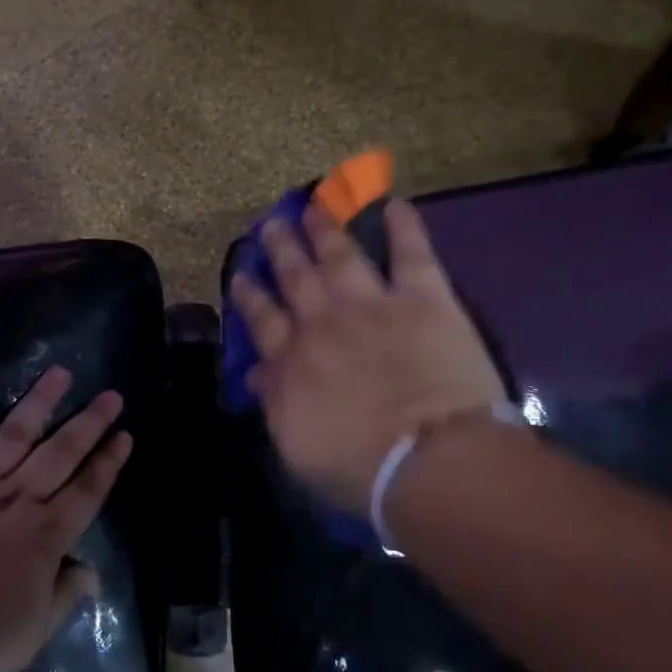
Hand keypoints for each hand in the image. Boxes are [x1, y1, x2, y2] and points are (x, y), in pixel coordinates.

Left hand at [0, 367, 132, 671]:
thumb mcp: (32, 633)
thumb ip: (63, 598)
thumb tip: (91, 574)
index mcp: (44, 536)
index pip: (86, 492)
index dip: (107, 464)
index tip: (124, 436)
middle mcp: (16, 500)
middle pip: (59, 454)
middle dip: (88, 424)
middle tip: (110, 396)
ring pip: (14, 434)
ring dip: (40, 403)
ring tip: (60, 374)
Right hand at [230, 198, 506, 511]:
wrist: (429, 458)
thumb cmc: (360, 467)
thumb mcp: (297, 445)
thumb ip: (275, 402)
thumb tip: (257, 372)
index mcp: (293, 359)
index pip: (264, 319)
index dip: (251, 295)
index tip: (242, 275)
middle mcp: (325, 321)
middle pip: (296, 277)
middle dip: (282, 248)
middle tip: (270, 224)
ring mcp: (373, 305)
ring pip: (342, 256)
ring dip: (326, 229)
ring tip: (314, 206)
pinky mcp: (424, 299)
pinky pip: (412, 255)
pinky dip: (404, 228)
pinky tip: (395, 204)